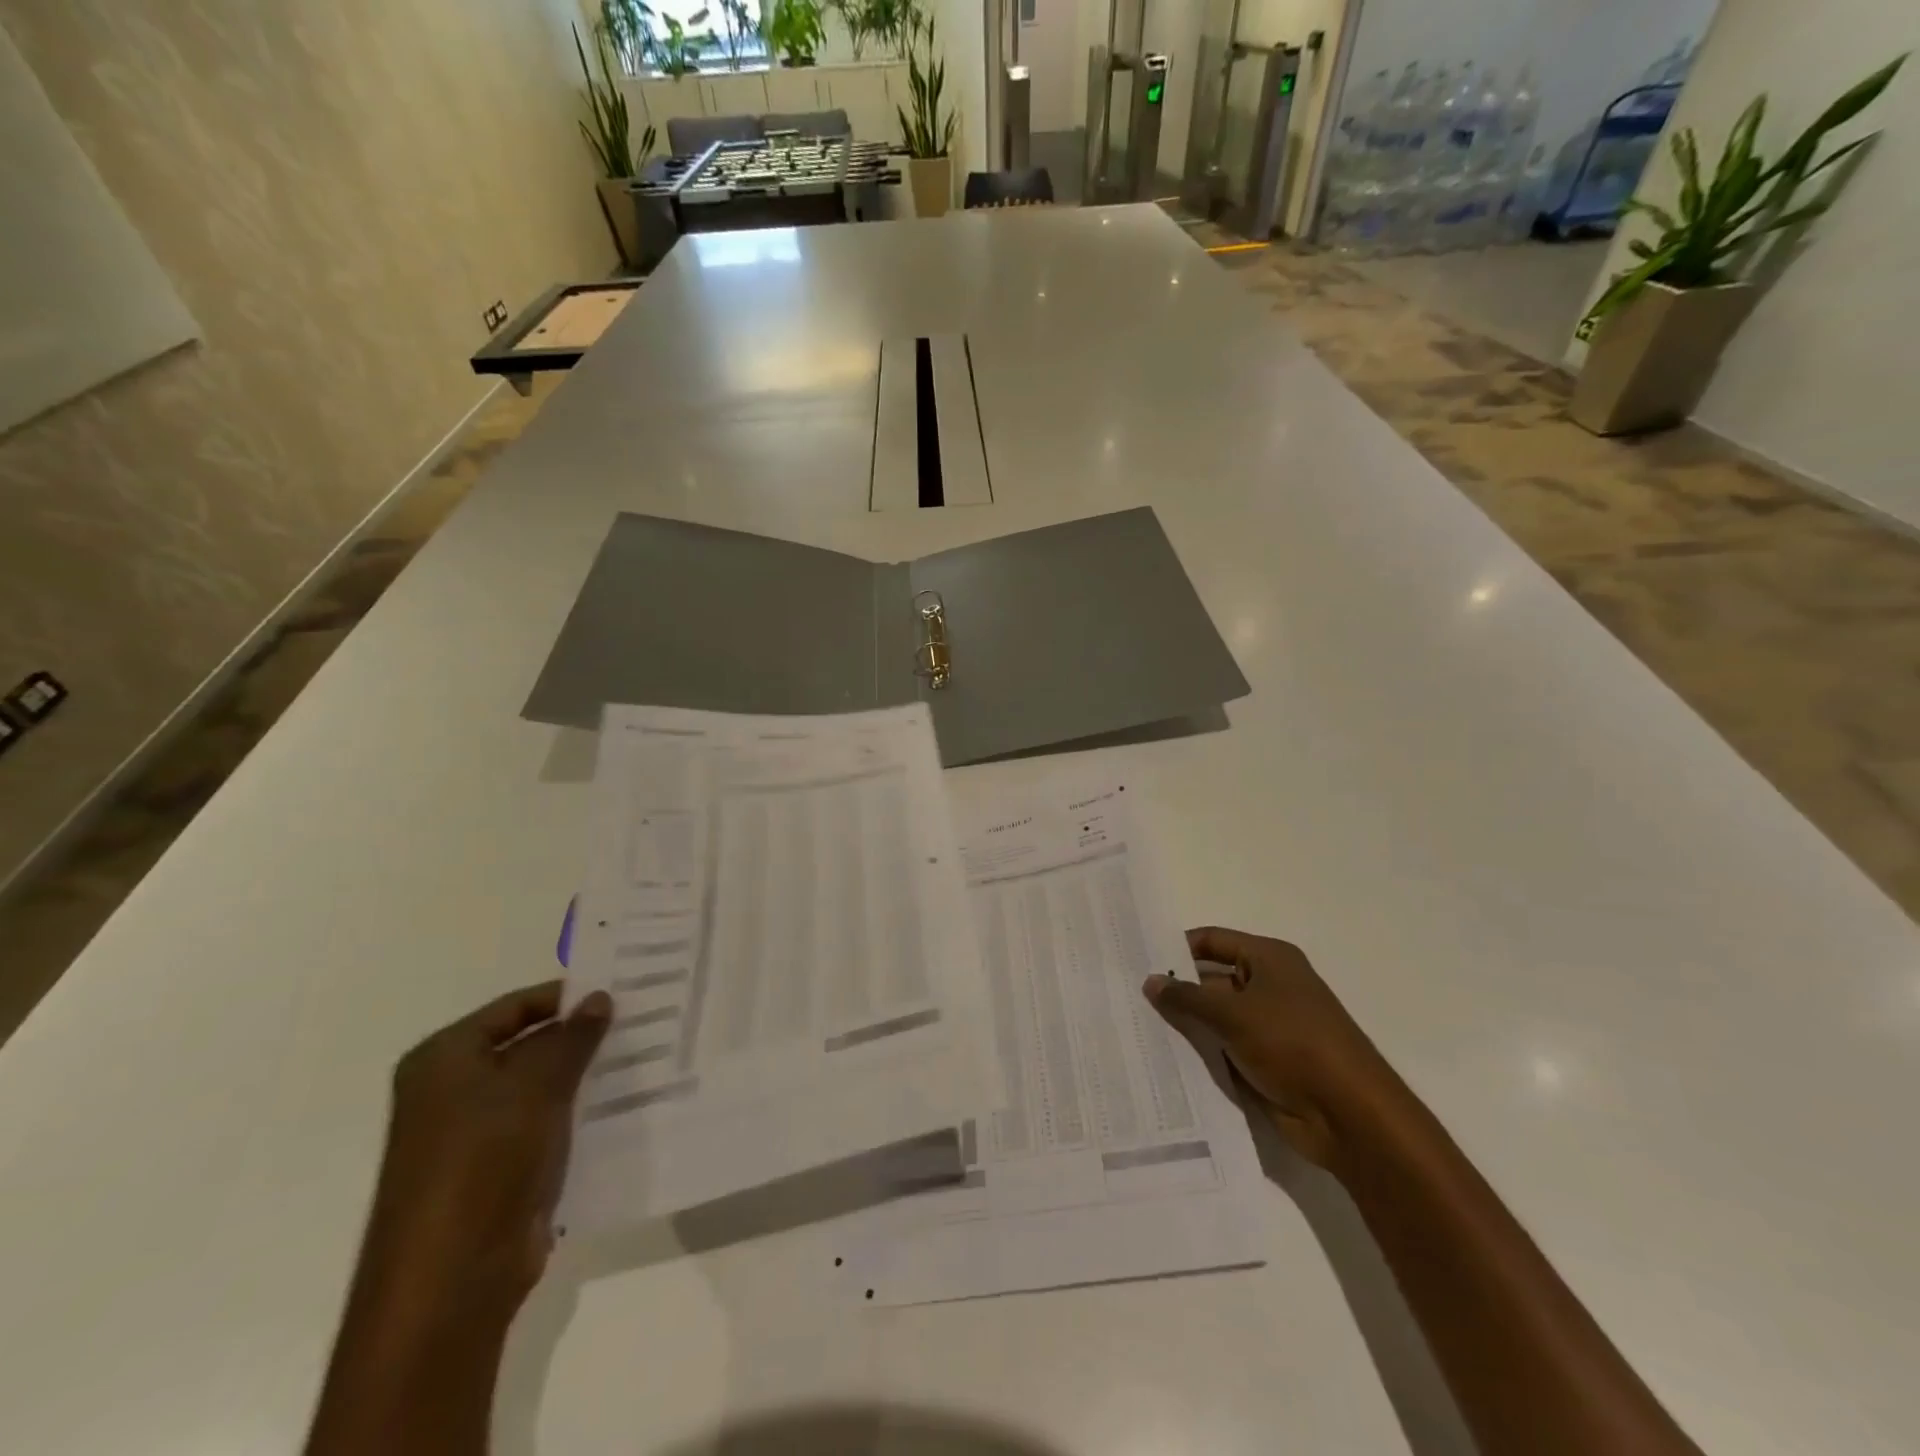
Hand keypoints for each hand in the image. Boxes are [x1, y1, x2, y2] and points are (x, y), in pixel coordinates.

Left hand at [363, 981, 611, 1319]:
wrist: (451, 1278)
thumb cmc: (483, 1161)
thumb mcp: (536, 1085)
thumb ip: (572, 1037)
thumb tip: (600, 997)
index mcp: (444, 1059)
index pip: (515, 1006)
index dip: (565, 997)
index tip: (620, 989)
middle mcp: (451, 1090)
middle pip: (527, 1045)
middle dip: (580, 1035)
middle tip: (640, 1018)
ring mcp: (473, 1133)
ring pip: (540, 1086)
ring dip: (583, 1074)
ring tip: (642, 1054)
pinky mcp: (497, 1169)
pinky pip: (544, 1124)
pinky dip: (577, 1111)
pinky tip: (623, 1101)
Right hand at [1144, 926, 1400, 1169]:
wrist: (1350, 1116)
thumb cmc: (1294, 1044)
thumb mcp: (1233, 1014)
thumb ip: (1187, 997)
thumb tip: (1150, 981)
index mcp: (1269, 959)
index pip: (1212, 941)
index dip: (1176, 947)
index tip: (1136, 957)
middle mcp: (1269, 986)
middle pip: (1211, 978)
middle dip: (1175, 989)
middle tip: (1127, 995)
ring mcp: (1268, 1027)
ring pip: (1215, 1017)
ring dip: (1185, 1024)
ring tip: (1134, 1026)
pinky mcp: (1265, 1062)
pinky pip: (1223, 1049)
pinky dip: (1199, 1052)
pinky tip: (1162, 1058)